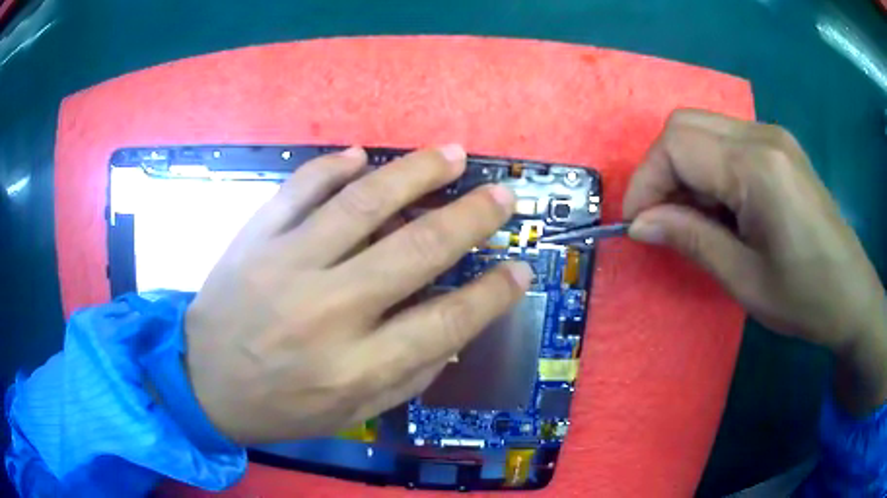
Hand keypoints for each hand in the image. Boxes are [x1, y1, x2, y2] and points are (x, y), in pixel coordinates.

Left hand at [184, 146, 532, 443]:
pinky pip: (298, 189)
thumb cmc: (279, 408)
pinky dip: (331, 167)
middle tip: (501, 196)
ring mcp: (285, 265)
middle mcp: (327, 311)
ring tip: (451, 156)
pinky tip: (360, 155)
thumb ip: (407, 377)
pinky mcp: (254, 239)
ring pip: (362, 204)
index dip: (491, 294)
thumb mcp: (350, 414)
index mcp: (355, 366)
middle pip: (416, 250)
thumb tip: (454, 332)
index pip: (445, 322)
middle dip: (470, 218)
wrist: (201, 383)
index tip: (520, 269)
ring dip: (415, 174)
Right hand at [623, 109, 886, 413]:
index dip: (645, 182)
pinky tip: (721, 207)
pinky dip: (708, 168)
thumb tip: (640, 224)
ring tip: (692, 219)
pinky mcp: (780, 147)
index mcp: (758, 167)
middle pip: (684, 124)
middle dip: (660, 169)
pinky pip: (727, 141)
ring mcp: (774, 136)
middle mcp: (763, 135)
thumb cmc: (804, 298)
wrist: (852, 295)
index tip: (637, 225)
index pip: (676, 146)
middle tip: (662, 220)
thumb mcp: (744, 280)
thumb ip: (691, 240)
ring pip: (703, 129)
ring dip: (684, 169)